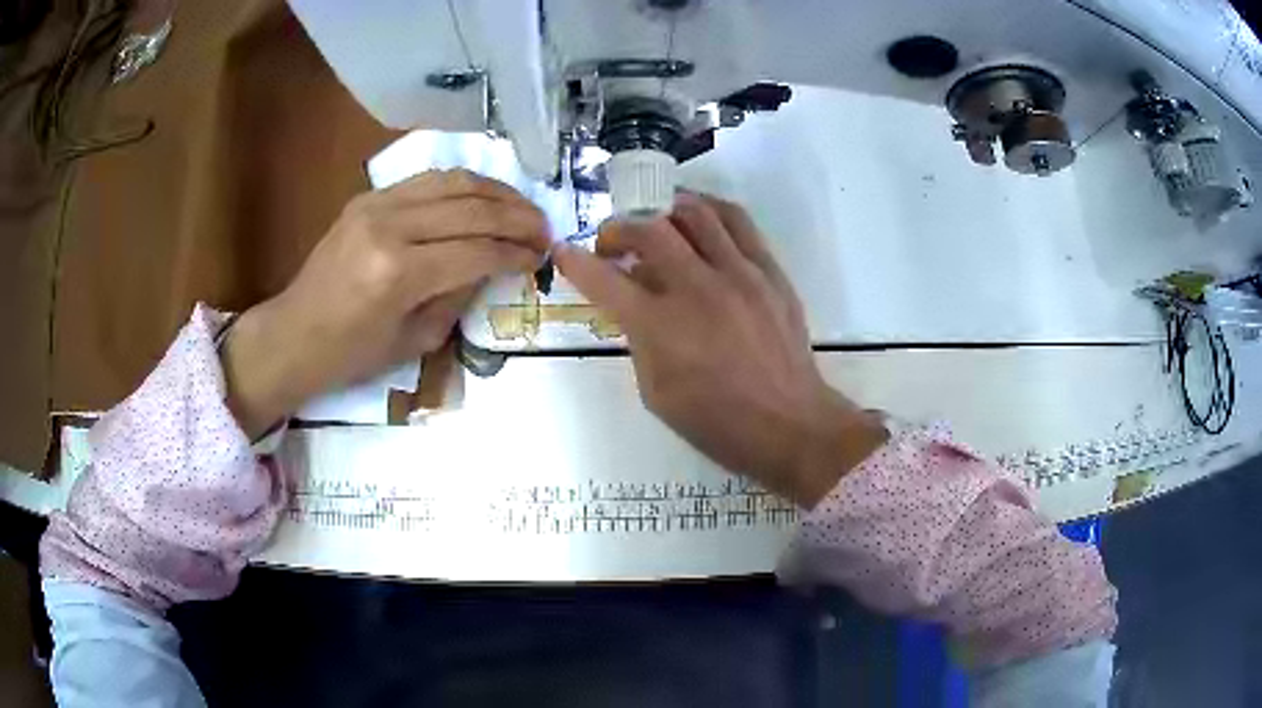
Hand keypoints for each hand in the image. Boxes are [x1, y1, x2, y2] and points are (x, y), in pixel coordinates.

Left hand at [222, 170, 549, 436]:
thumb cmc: (351, 354)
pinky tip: (482, 197)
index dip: (517, 252)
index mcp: (399, 273)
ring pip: (454, 182)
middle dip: (517, 217)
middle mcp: (390, 227)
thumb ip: (459, 295)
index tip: (542, 257)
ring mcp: (376, 204)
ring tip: (522, 208)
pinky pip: (428, 180)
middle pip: (472, 208)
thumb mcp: (415, 340)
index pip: (478, 250)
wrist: (294, 334)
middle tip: (544, 230)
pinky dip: (463, 185)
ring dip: (496, 191)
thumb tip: (492, 264)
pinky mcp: (368, 197)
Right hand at [556, 193, 886, 506]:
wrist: (790, 425)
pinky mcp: (770, 271)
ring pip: (694, 212)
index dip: (575, 262)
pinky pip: (737, 221)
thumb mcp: (656, 393)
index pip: (605, 280)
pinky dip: (708, 210)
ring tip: (654, 222)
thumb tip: (634, 302)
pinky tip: (697, 219)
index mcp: (662, 328)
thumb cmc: (717, 423)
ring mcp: (740, 274)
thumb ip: (638, 339)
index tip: (564, 251)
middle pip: (648, 229)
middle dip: (617, 228)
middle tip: (613, 245)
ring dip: (662, 210)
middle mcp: (698, 289)